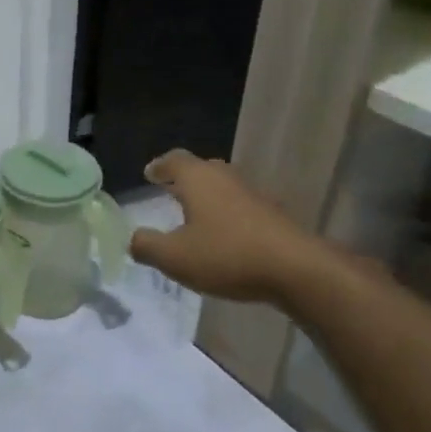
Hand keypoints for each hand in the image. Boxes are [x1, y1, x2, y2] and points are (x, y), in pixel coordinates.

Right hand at [128, 150, 327, 307]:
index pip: (173, 160)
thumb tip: (133, 239)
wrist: (298, 271)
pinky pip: (240, 207)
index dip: (159, 166)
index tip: (149, 174)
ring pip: (223, 188)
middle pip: (201, 169)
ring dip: (207, 198)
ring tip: (194, 216)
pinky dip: (226, 216)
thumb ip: (147, 246)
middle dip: (184, 179)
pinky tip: (223, 238)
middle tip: (169, 191)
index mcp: (198, 179)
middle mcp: (225, 178)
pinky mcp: (273, 216)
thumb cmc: (227, 255)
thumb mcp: (175, 257)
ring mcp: (253, 195)